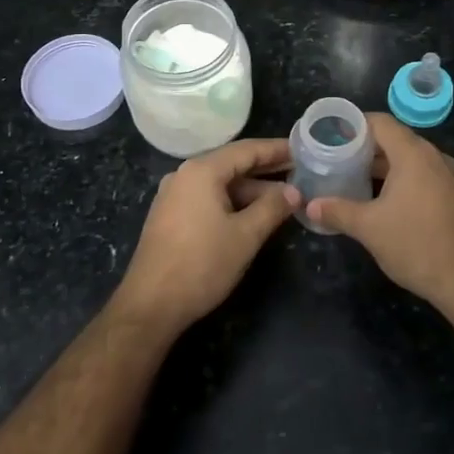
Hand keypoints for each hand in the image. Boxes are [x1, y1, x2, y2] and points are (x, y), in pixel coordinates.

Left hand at [116, 137, 298, 330]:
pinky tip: (254, 215)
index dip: (276, 149)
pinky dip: (233, 202)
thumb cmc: (202, 264)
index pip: (246, 150)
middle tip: (300, 172)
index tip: (303, 149)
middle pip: (232, 165)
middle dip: (266, 170)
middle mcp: (185, 176)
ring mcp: (174, 196)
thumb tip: (294, 191)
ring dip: (251, 191)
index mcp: (201, 171)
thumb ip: (272, 208)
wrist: (151, 304)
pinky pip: (208, 199)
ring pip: (220, 185)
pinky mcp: (171, 217)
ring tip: (285, 199)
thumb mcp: (245, 236)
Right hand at [304, 114, 453, 317]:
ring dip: (382, 165)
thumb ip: (337, 211)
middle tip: (335, 159)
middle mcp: (435, 157)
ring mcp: (449, 177)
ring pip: (409, 159)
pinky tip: (383, 200)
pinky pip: (423, 176)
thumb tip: (310, 206)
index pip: (380, 122)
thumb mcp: (369, 228)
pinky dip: (401, 179)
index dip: (353, 125)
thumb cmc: (416, 245)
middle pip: (395, 139)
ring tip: (353, 179)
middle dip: (364, 148)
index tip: (330, 136)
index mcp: (414, 154)